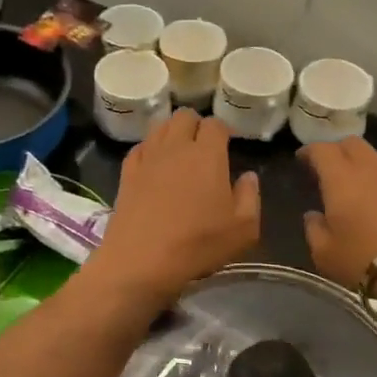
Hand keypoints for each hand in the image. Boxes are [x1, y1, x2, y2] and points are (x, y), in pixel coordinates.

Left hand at [87, 110, 260, 307]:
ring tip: (179, 153)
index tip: (228, 145)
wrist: (141, 260)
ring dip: (172, 133)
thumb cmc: (198, 244)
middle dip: (196, 125)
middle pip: (184, 116)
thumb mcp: (243, 229)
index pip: (215, 124)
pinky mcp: (126, 173)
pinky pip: (140, 148)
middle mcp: (176, 147)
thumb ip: (250, 197)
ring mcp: (147, 158)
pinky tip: (154, 166)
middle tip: (204, 147)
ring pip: (160, 127)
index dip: (224, 131)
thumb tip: (248, 176)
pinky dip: (150, 149)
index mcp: (207, 155)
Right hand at [299, 138, 376, 297]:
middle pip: (351, 144)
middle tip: (328, 170)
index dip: (309, 152)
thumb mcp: (326, 254)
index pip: (321, 149)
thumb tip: (314, 216)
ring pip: (376, 157)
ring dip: (363, 165)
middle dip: (337, 152)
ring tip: (356, 186)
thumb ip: (314, 230)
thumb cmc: (366, 258)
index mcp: (341, 176)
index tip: (302, 161)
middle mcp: (370, 167)